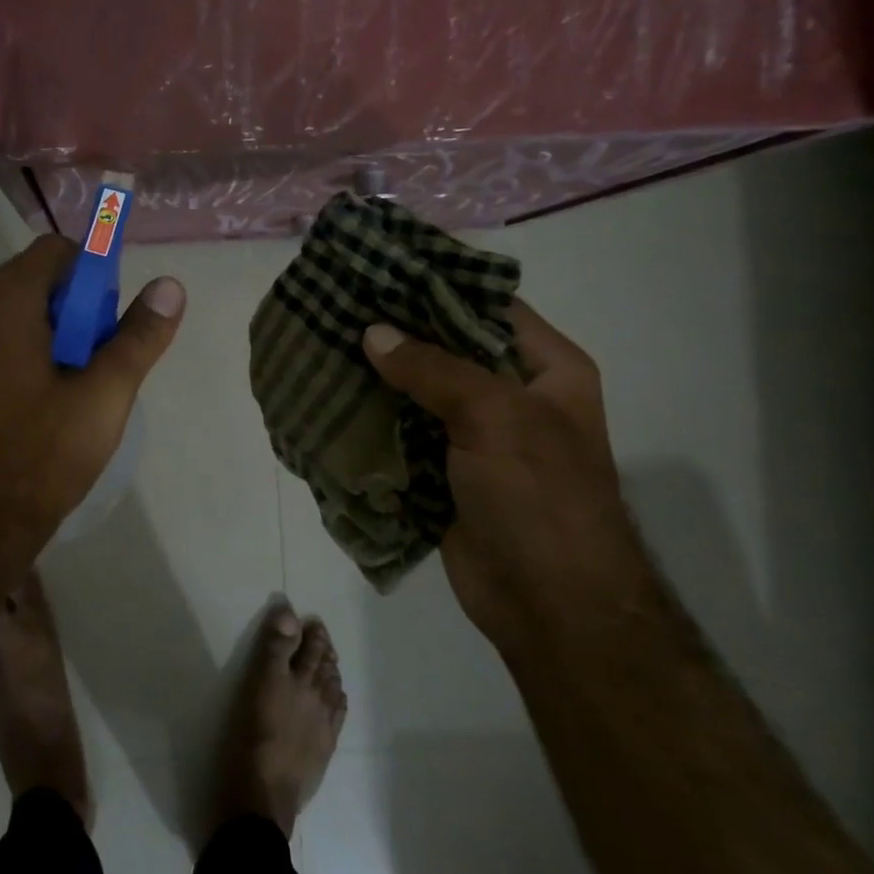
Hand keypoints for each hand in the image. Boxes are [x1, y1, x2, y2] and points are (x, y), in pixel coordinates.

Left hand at [0, 235, 185, 560]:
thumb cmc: (47, 452)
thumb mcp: (106, 393)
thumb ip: (139, 336)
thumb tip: (170, 285)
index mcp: (6, 309)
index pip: (51, 251)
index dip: (90, 267)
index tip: (112, 310)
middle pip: (34, 278)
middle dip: (76, 300)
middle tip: (102, 346)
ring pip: (18, 311)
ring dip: (57, 325)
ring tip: (85, 372)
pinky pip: (3, 338)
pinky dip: (33, 345)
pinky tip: (55, 390)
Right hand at [361, 301, 649, 646]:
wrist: (549, 604)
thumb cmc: (540, 496)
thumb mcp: (495, 416)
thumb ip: (432, 369)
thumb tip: (372, 333)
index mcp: (545, 370)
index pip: (487, 307)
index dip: (437, 285)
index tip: (379, 269)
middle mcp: (511, 395)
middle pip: (446, 348)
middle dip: (396, 332)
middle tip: (337, 305)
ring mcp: (474, 435)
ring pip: (418, 391)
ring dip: (377, 376)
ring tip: (323, 343)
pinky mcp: (442, 470)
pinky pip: (402, 432)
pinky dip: (371, 419)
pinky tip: (330, 397)